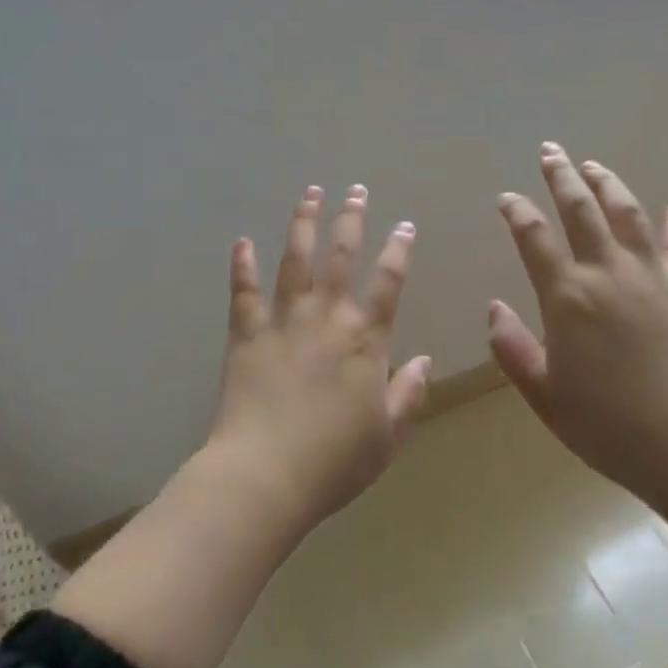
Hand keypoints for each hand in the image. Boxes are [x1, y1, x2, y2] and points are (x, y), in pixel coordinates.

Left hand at [206, 184, 431, 530]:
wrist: (265, 476)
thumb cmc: (334, 462)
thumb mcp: (387, 435)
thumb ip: (409, 394)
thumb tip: (425, 360)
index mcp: (365, 340)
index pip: (389, 283)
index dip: (399, 250)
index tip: (404, 225)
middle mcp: (326, 319)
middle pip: (341, 257)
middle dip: (350, 220)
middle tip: (356, 190)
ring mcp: (283, 322)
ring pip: (295, 261)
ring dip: (303, 224)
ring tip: (310, 193)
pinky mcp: (246, 335)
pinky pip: (244, 292)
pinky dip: (242, 266)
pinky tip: (242, 242)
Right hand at [487, 144, 667, 505]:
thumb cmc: (607, 426)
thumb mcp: (544, 395)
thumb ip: (512, 348)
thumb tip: (494, 307)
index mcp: (567, 296)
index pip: (534, 237)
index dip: (517, 212)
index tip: (506, 197)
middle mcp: (608, 272)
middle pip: (581, 209)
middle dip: (561, 176)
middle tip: (550, 151)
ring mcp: (652, 276)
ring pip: (627, 214)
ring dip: (608, 185)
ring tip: (594, 165)